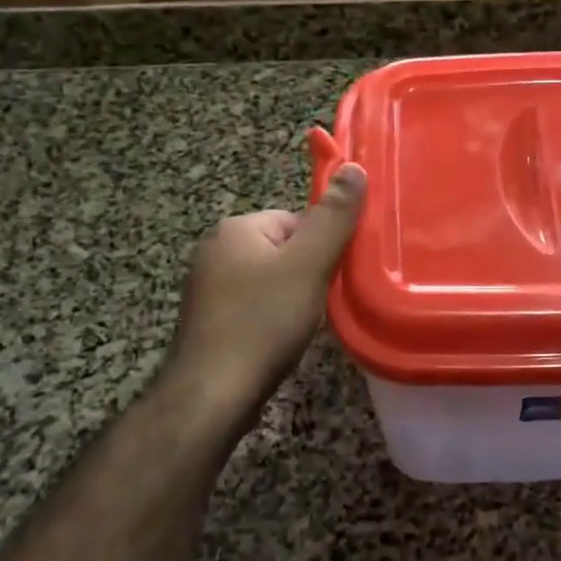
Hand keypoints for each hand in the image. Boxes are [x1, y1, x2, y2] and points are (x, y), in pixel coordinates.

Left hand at [166, 164, 367, 426]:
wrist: (213, 393)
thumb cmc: (264, 321)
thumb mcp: (309, 264)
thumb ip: (334, 216)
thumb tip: (354, 167)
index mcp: (237, 228)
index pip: (297, 220)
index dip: (321, 248)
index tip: (331, 277)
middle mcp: (215, 249)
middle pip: (284, 250)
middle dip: (306, 274)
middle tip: (317, 304)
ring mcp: (206, 287)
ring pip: (268, 280)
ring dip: (290, 298)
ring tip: (298, 326)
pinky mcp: (206, 320)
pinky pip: (251, 306)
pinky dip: (269, 319)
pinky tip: (277, 341)